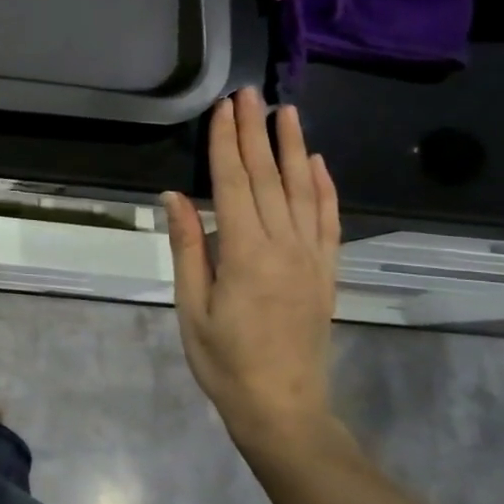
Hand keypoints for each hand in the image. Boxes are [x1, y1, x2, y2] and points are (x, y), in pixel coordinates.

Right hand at [164, 89, 341, 450]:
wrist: (283, 409)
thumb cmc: (225, 362)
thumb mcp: (192, 308)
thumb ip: (188, 247)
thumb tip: (175, 196)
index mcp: (245, 254)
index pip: (234, 184)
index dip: (226, 143)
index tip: (223, 108)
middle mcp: (284, 246)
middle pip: (268, 177)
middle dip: (255, 132)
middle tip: (249, 94)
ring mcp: (311, 258)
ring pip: (303, 190)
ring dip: (293, 148)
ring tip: (286, 112)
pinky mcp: (326, 272)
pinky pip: (328, 221)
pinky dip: (325, 188)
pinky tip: (318, 163)